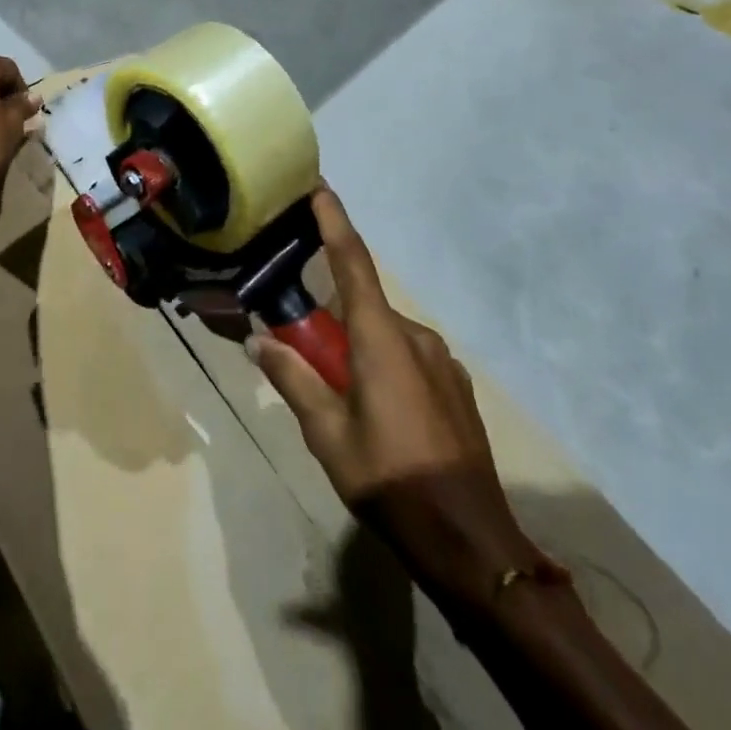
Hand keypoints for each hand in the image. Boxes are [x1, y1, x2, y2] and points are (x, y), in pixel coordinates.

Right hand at [252, 187, 554, 606]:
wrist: (473, 543)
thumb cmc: (391, 479)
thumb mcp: (327, 434)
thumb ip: (292, 379)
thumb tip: (257, 341)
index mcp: (381, 337)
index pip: (352, 261)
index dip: (334, 220)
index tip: (319, 186)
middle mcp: (416, 336)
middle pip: (362, 305)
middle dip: (330, 318)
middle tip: (301, 345)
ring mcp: (442, 362)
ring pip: (384, 335)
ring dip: (355, 347)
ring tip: (337, 392)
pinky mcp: (456, 387)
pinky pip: (407, 357)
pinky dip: (381, 364)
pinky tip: (375, 409)